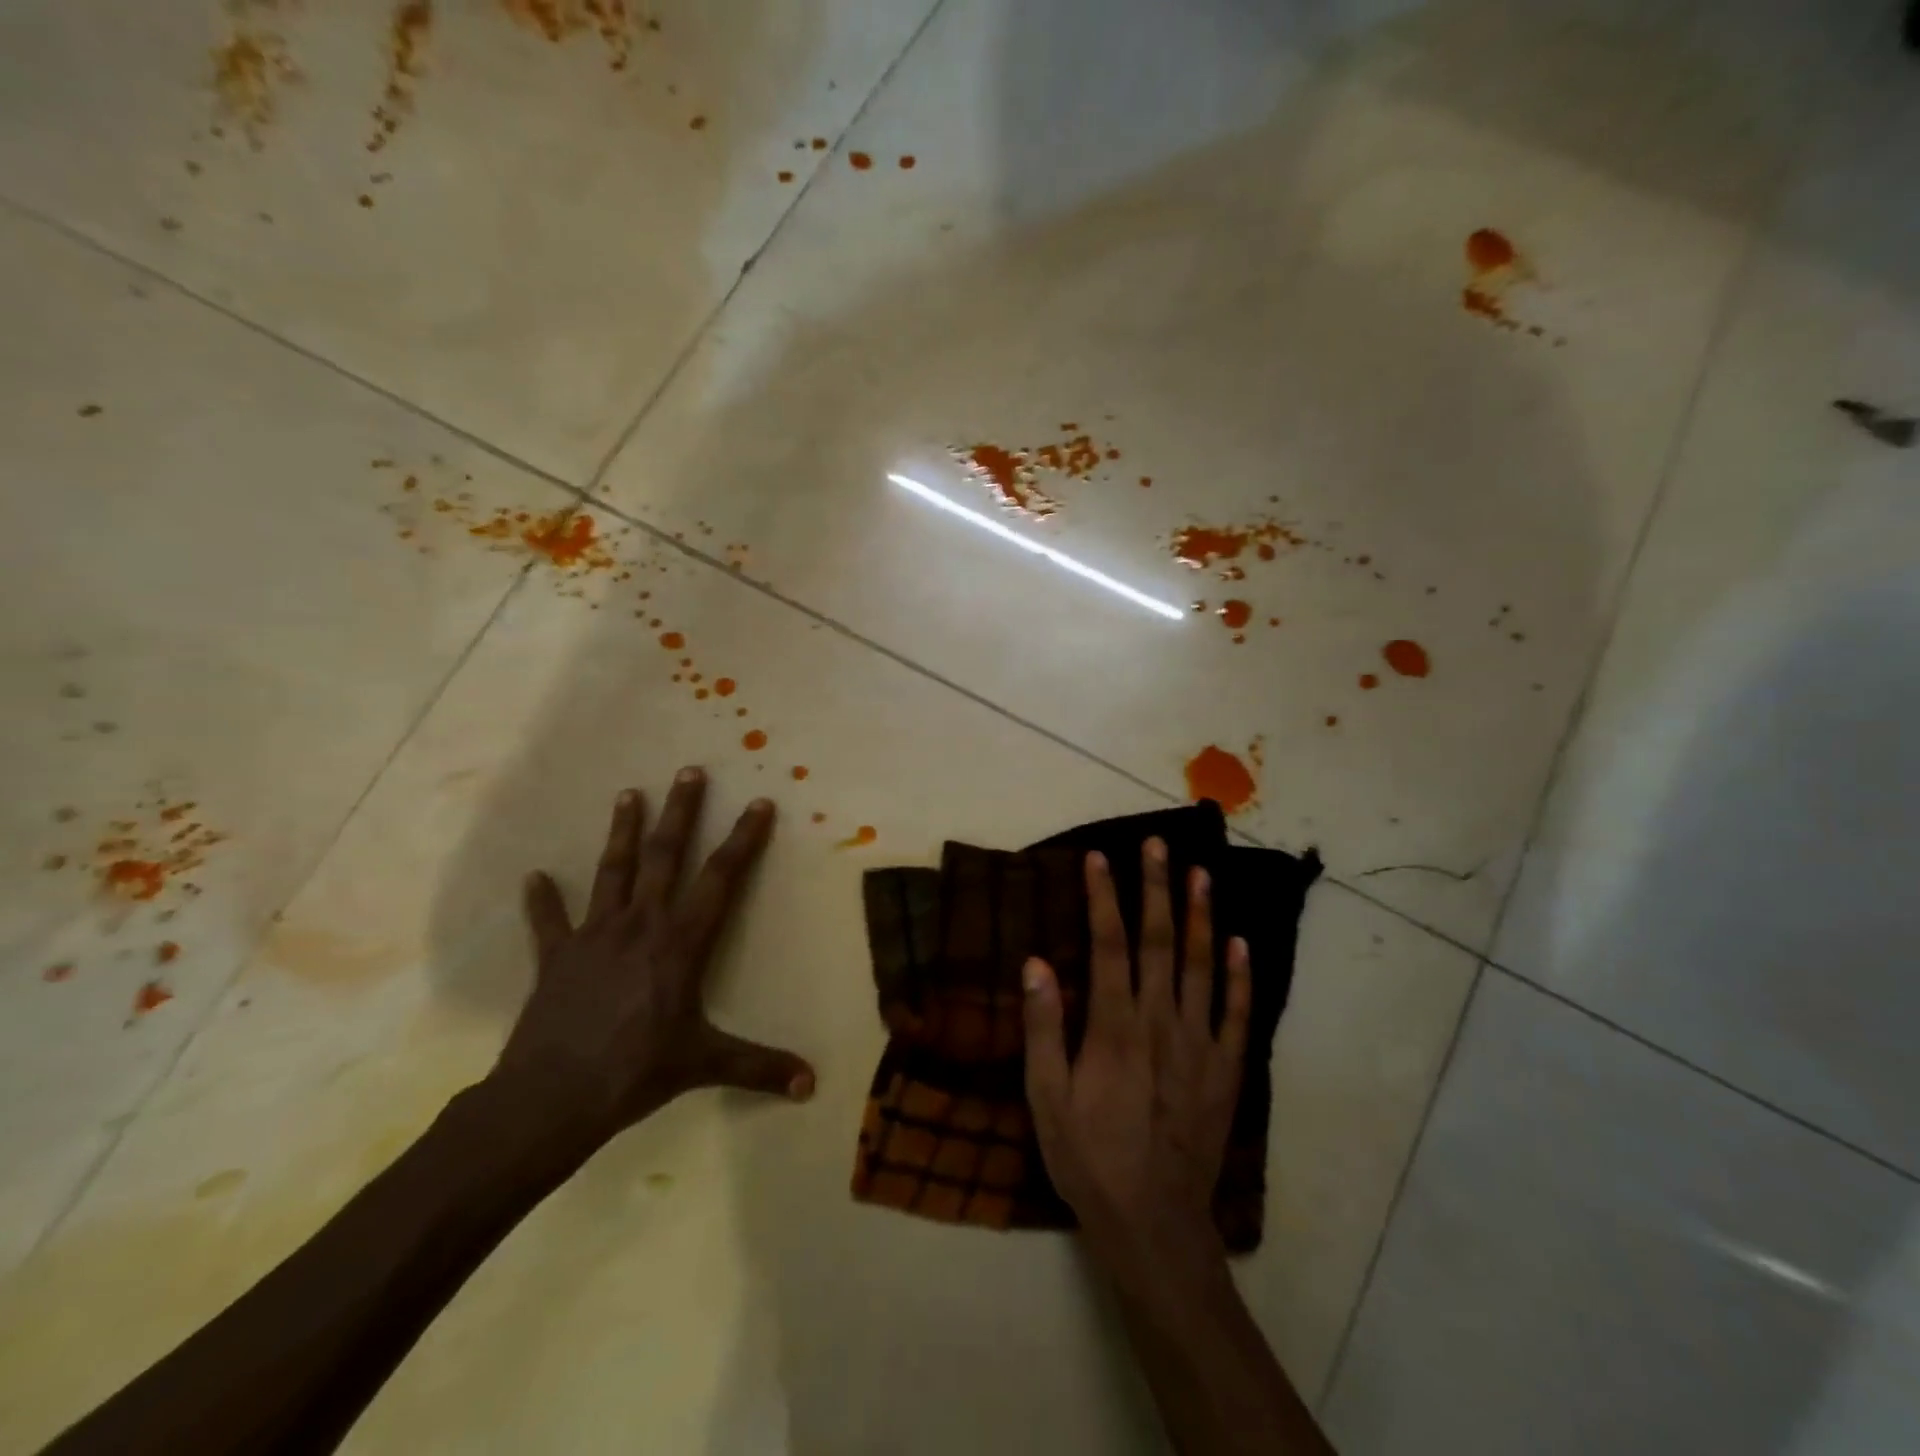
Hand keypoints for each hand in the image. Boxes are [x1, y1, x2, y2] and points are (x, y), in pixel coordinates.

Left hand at [491, 768, 814, 1150]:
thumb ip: (759, 1068)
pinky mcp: (557, 957)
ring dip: (621, 831)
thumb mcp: (705, 1065)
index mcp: (680, 944)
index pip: (720, 879)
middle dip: (680, 812)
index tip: (758, 803)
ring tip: (627, 793)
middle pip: (664, 856)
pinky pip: (549, 922)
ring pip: (612, 872)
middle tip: (688, 771)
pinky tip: (533, 876)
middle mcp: (640, 925)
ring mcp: (594, 936)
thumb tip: (812, 1085)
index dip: (743, 840)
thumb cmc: (635, 1073)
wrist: (550, 1099)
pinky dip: (542, 900)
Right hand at [1021, 839, 1250, 1264]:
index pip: (1110, 945)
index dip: (1104, 897)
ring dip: (1200, 916)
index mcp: (1115, 1027)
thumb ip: (1044, 1028)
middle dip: (1156, 889)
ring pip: (1201, 966)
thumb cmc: (1089, 1156)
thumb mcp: (1047, 1098)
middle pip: (1159, 942)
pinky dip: (1239, 975)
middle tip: (1158, 845)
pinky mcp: (1225, 1069)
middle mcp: (1161, 1023)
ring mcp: (1200, 1045)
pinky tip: (1240, 943)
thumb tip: (1035, 962)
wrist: (1154, 1222)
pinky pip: (1236, 1013)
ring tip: (1202, 873)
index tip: (1099, 857)